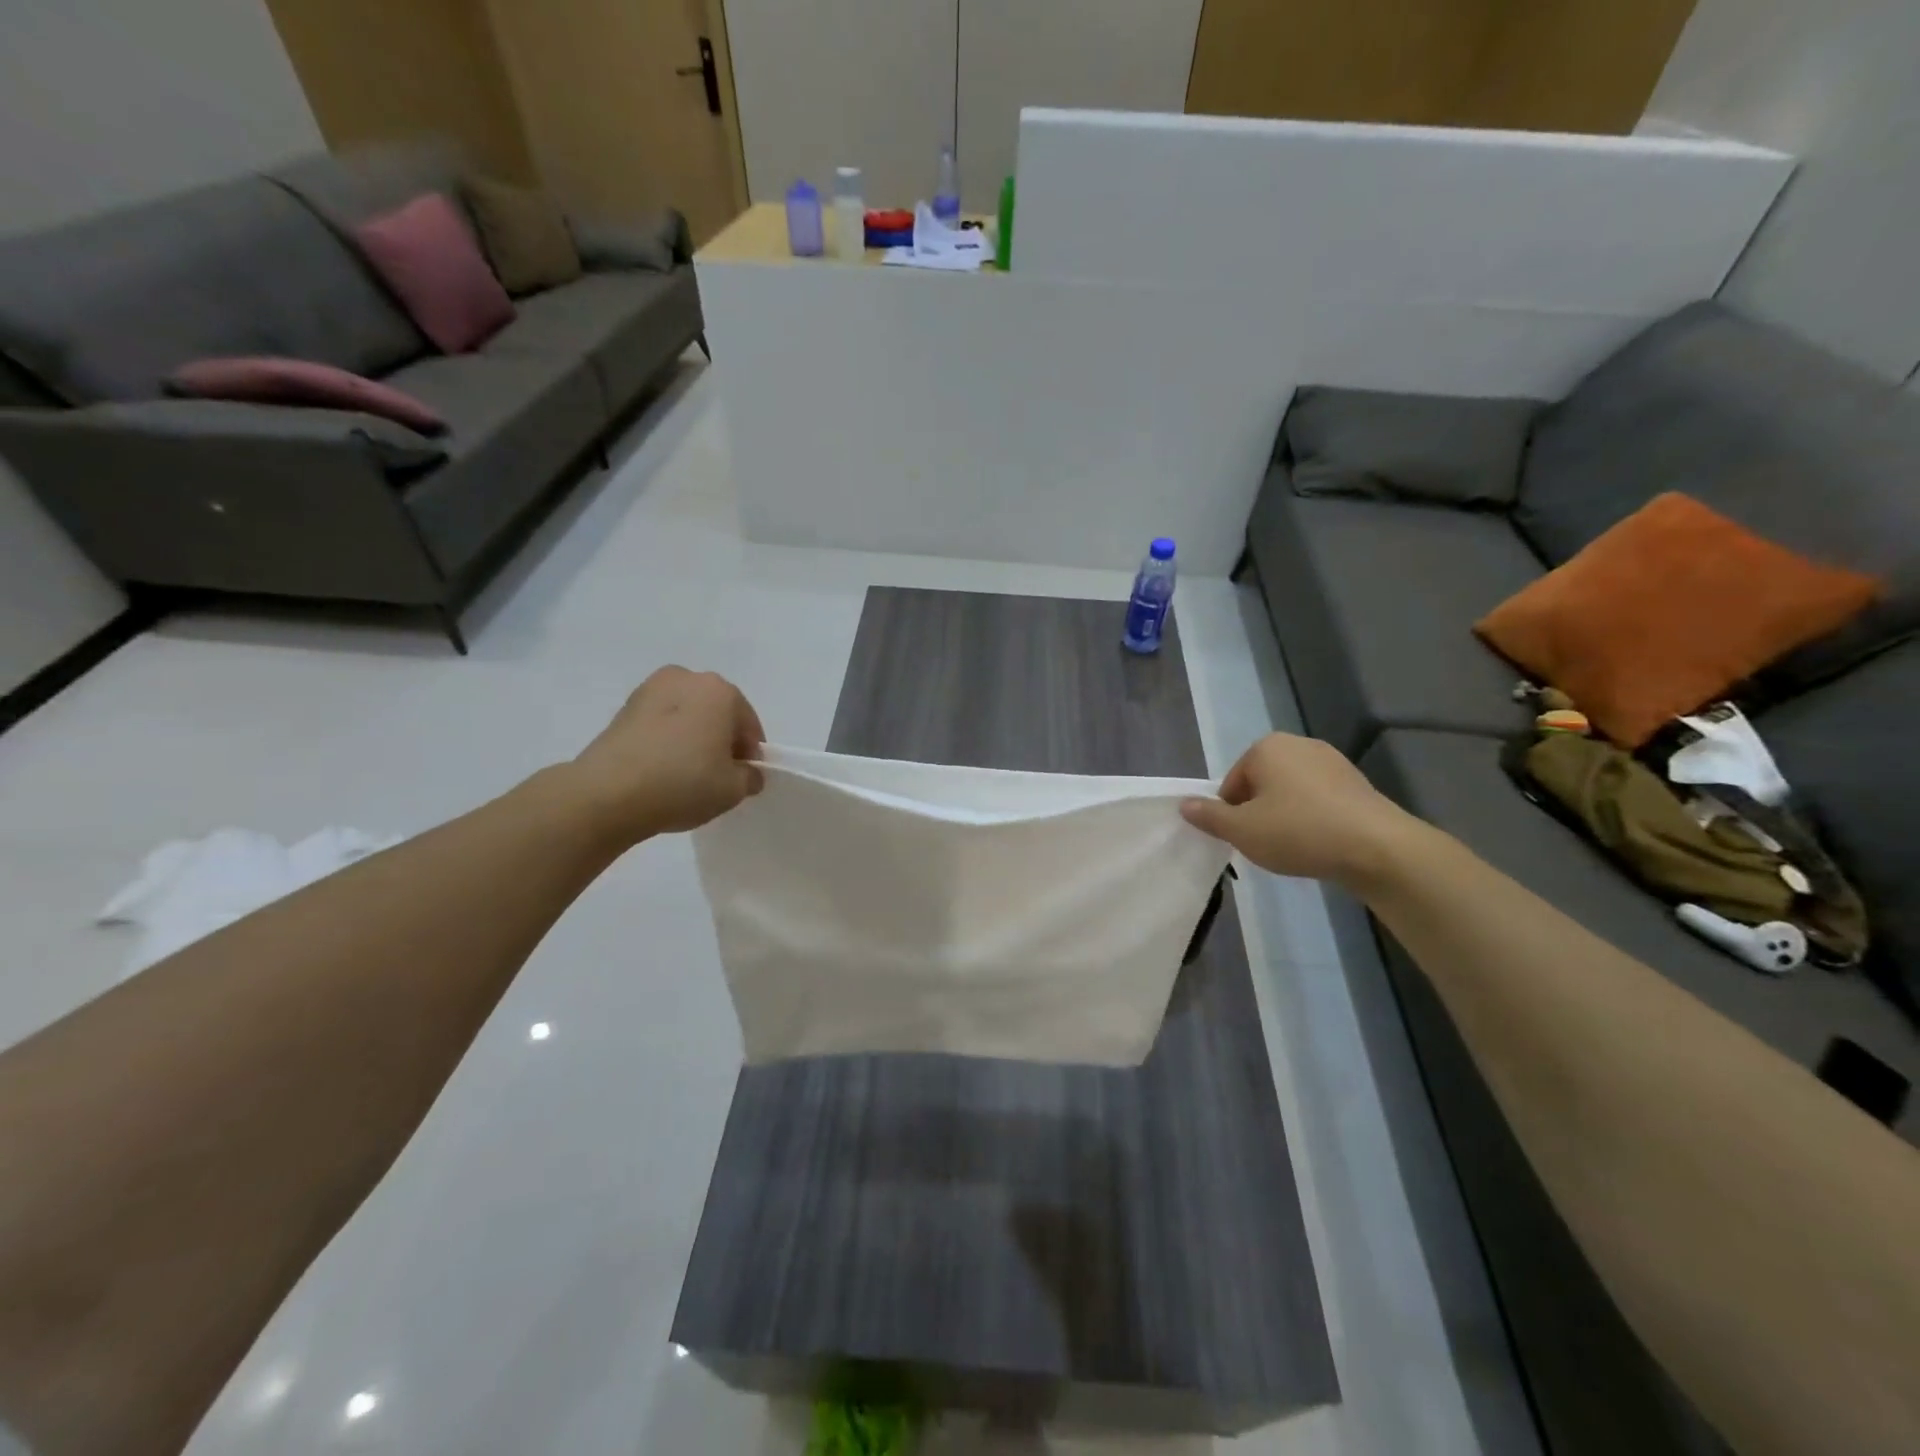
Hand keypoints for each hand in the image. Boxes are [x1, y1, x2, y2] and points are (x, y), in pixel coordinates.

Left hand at [571, 667, 765, 841]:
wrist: (608, 793)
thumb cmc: (683, 783)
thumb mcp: (733, 790)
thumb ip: (749, 777)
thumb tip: (746, 773)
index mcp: (721, 691)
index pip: (748, 725)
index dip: (750, 754)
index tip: (743, 779)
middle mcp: (687, 679)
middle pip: (717, 713)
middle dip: (721, 740)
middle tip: (717, 774)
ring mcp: (650, 689)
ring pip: (687, 715)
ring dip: (693, 737)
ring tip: (686, 772)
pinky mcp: (624, 708)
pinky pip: (660, 722)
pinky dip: (667, 739)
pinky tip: (662, 768)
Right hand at [1180, 733, 1416, 885]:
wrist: (1377, 848)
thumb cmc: (1298, 831)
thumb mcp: (1242, 830)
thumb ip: (1209, 817)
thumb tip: (1184, 804)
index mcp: (1266, 748)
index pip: (1231, 782)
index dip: (1231, 813)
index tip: (1242, 838)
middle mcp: (1299, 744)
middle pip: (1261, 783)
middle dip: (1258, 812)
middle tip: (1265, 844)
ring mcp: (1333, 761)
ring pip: (1291, 792)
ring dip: (1285, 816)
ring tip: (1294, 847)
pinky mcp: (1357, 783)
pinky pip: (1319, 800)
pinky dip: (1313, 818)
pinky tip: (1319, 843)